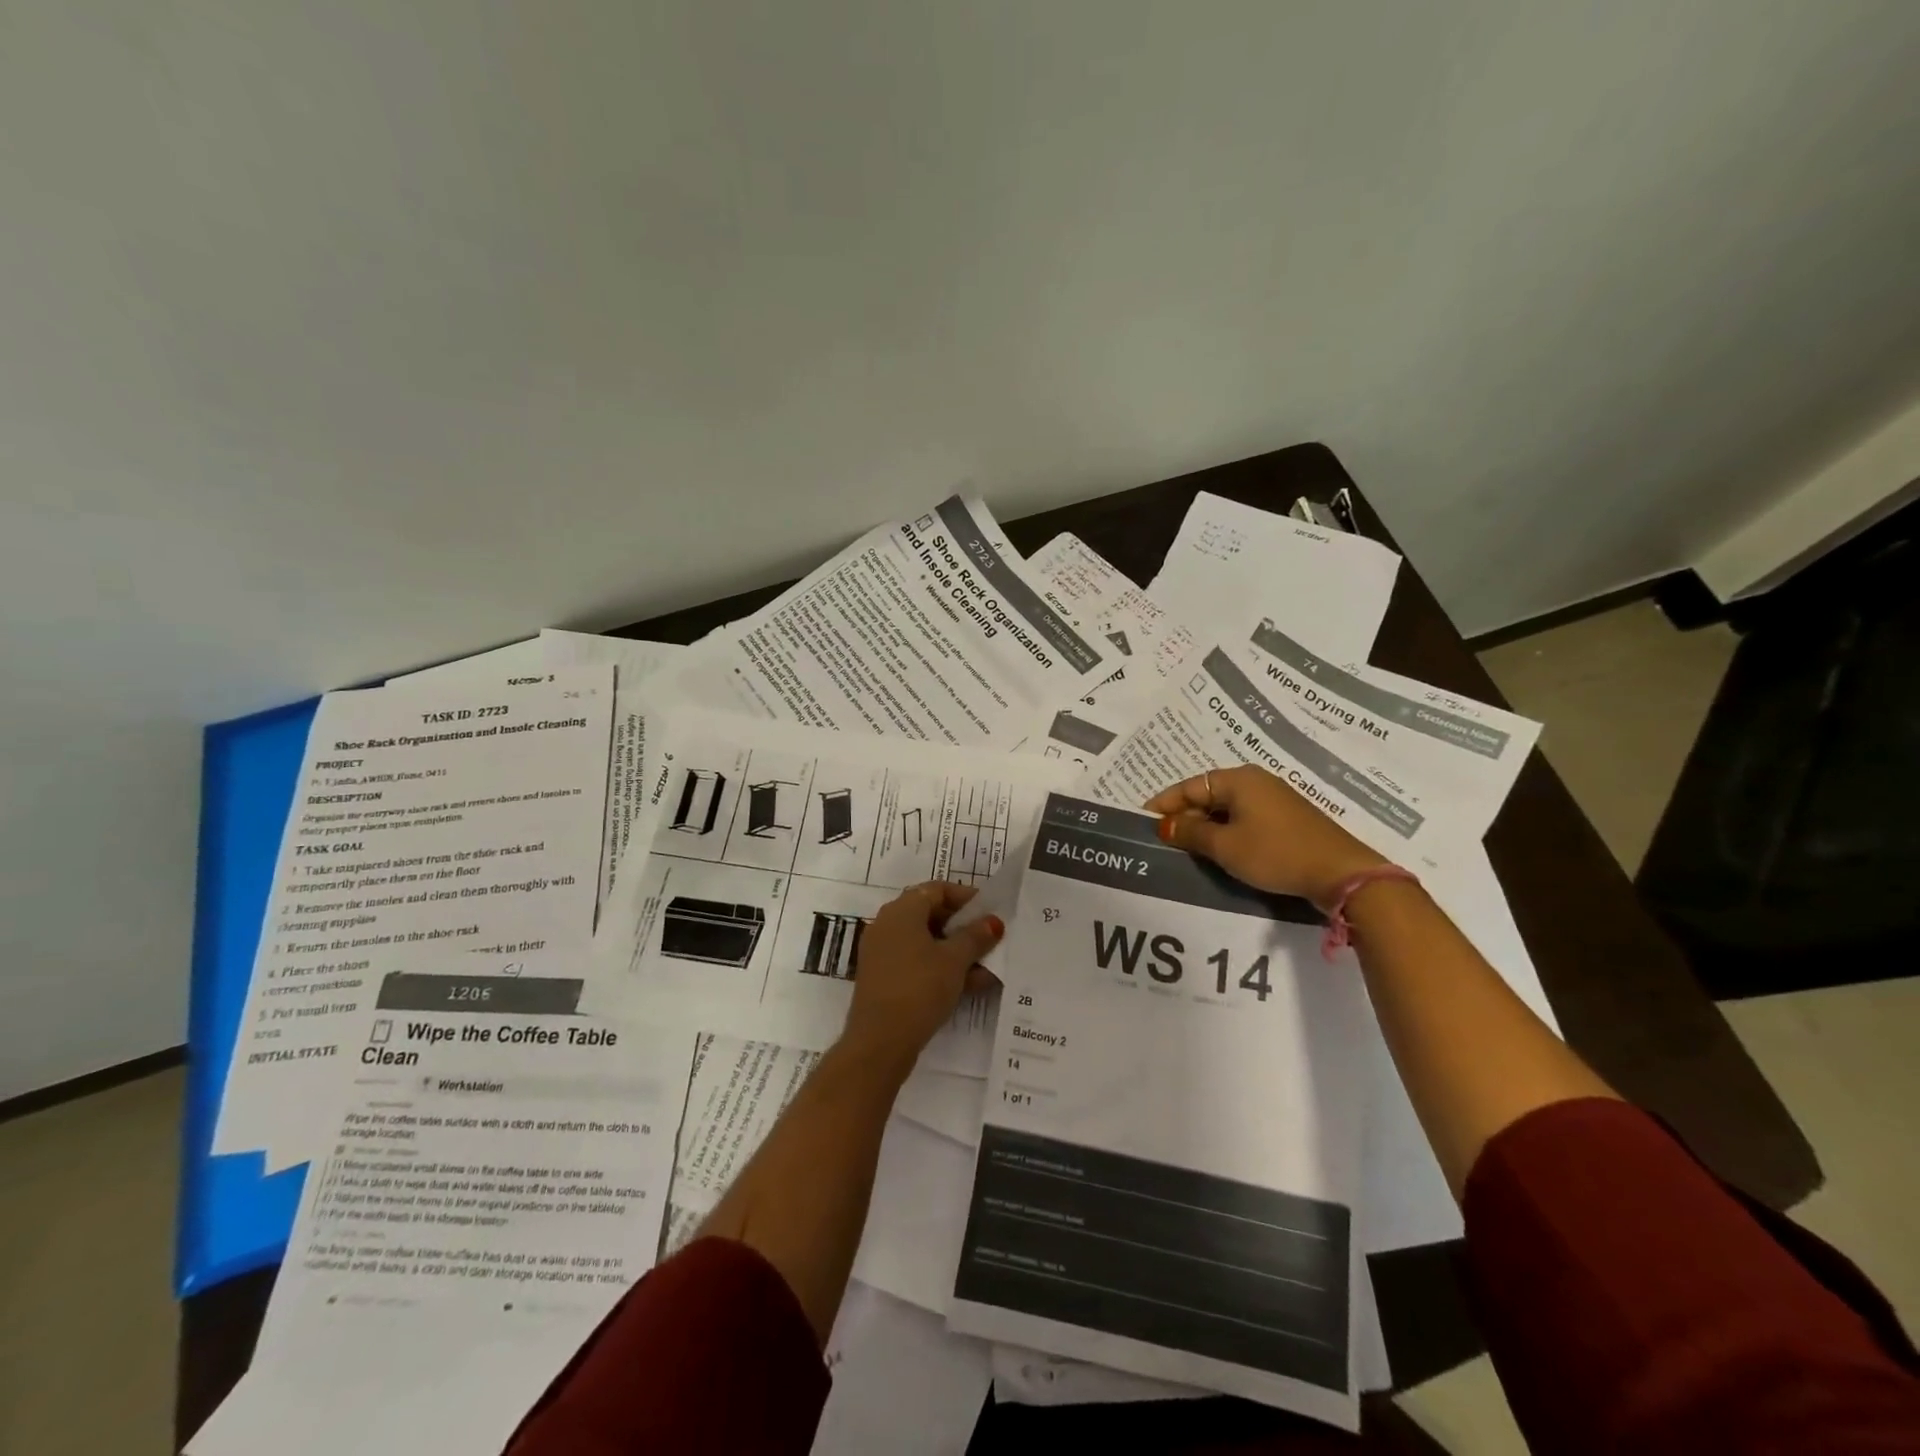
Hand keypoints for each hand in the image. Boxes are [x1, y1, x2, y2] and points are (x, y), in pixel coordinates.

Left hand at [841, 883, 1003, 1076]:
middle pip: (930, 914)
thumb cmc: (920, 988)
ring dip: (955, 950)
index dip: (966, 897)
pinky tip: (969, 985)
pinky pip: (916, 961)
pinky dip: (940, 967)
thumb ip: (976, 937)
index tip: (990, 912)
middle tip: (989, 938)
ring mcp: (882, 952)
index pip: (937, 889)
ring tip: (986, 967)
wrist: (879, 1042)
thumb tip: (993, 921)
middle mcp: (887, 924)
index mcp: (901, 910)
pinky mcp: (883, 977)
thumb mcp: (955, 960)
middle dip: (963, 926)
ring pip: (925, 941)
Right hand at [1146, 764, 1387, 908]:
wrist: (1341, 874)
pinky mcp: (1286, 820)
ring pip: (1226, 809)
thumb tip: (1165, 825)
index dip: (1164, 804)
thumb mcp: (1226, 846)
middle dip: (1184, 816)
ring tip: (1186, 849)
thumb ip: (1191, 833)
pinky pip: (1244, 819)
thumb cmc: (1276, 853)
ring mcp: (1274, 800)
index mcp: (1239, 779)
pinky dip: (1226, 832)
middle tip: (1163, 840)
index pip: (1189, 786)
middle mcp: (1256, 782)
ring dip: (1205, 827)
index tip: (1142, 821)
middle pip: (1208, 795)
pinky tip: (1219, 851)